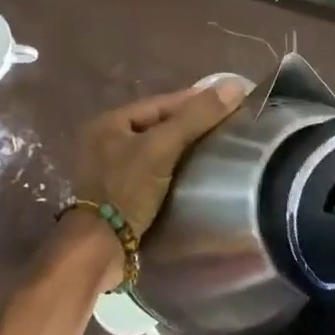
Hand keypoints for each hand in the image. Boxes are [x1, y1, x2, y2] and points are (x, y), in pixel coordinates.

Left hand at [71, 78, 248, 239]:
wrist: (100, 248)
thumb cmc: (126, 190)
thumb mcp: (160, 149)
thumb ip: (195, 118)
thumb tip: (234, 86)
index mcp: (110, 122)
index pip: (160, 103)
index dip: (195, 100)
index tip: (229, 99)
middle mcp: (107, 141)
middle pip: (158, 124)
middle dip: (191, 123)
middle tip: (229, 124)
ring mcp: (112, 169)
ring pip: (158, 148)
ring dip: (185, 147)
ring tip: (219, 147)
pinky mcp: (122, 194)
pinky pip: (155, 171)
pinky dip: (176, 168)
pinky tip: (198, 173)